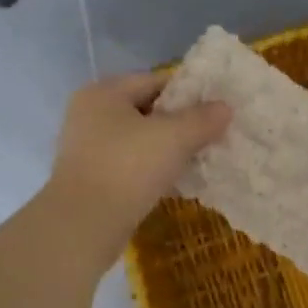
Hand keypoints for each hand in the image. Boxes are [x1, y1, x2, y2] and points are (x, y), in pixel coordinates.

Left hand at [43, 72, 230, 264]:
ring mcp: (86, 148)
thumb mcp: (174, 138)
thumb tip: (225, 107)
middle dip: (179, 123)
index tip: (216, 109)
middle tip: (212, 136)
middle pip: (146, 110)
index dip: (189, 92)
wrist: (83, 226)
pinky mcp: (90, 178)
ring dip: (166, 149)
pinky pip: (129, 165)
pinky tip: (174, 182)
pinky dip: (151, 170)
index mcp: (104, 92)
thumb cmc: (127, 168)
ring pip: (138, 140)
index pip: (155, 80)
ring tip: (198, 160)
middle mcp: (89, 114)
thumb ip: (202, 119)